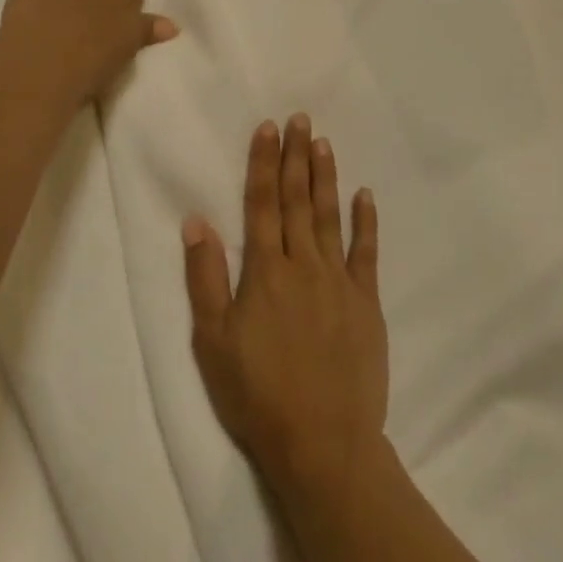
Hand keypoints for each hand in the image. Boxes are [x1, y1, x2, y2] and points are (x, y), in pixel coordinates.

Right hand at [183, 114, 387, 509]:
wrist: (323, 442)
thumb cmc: (257, 394)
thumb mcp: (213, 340)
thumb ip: (205, 277)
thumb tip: (196, 221)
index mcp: (265, 271)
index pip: (262, 204)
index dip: (264, 164)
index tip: (268, 128)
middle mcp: (303, 265)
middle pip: (298, 201)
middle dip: (296, 157)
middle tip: (300, 119)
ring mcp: (339, 282)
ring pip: (330, 217)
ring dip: (326, 178)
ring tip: (324, 143)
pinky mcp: (366, 303)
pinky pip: (366, 253)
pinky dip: (365, 222)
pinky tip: (364, 195)